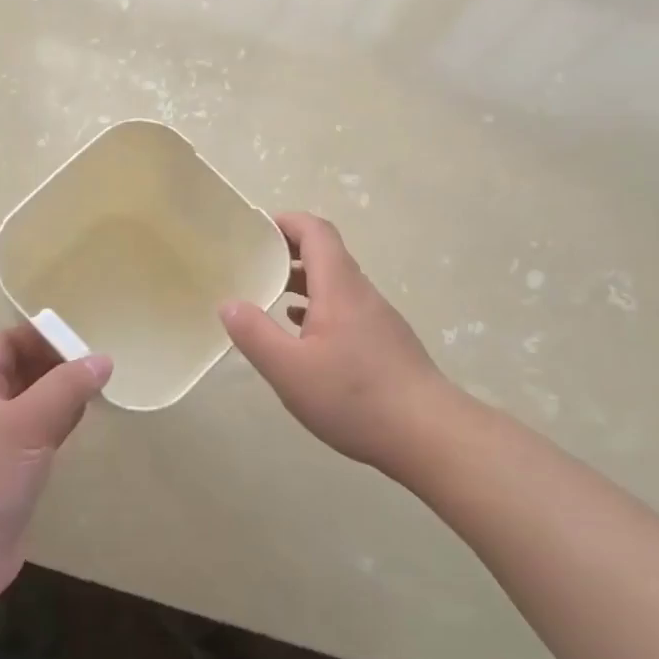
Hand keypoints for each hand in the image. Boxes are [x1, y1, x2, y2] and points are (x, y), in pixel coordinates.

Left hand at [0, 325, 111, 608]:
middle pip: (23, 371)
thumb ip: (65, 388)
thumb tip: (102, 359)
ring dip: (63, 391)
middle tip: (96, 361)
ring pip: (36, 402)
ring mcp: (1, 442)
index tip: (76, 337)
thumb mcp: (27, 423)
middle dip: (56, 362)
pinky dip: (64, 421)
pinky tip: (84, 419)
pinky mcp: (17, 471)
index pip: (6, 344)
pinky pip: (43, 432)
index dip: (37, 335)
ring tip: (98, 384)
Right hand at [221, 212, 455, 478]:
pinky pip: (345, 309)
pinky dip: (318, 308)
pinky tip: (301, 334)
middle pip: (326, 255)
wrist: (430, 436)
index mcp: (339, 288)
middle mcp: (361, 294)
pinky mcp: (385, 343)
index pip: (316, 232)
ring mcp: (378, 319)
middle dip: (288, 252)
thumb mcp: (290, 370)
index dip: (286, 222)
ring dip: (302, 282)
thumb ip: (255, 334)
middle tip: (253, 263)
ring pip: (336, 285)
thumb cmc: (355, 397)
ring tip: (269, 296)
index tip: (255, 230)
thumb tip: (229, 303)